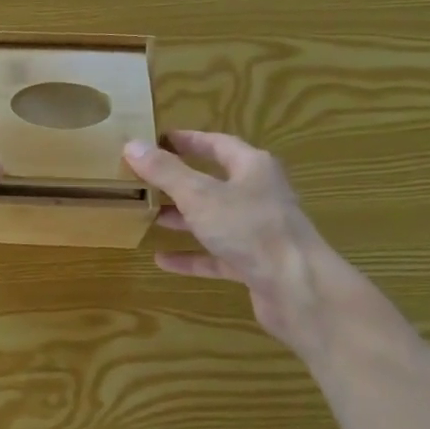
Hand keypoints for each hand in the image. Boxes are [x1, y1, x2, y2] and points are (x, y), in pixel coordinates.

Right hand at [124, 131, 349, 359]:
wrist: (296, 288)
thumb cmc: (250, 229)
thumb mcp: (200, 196)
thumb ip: (166, 172)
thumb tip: (132, 144)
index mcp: (252, 168)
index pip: (218, 144)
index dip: (188, 141)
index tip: (159, 140)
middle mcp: (258, 194)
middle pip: (215, 182)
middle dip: (181, 181)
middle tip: (146, 180)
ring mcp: (258, 231)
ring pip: (214, 219)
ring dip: (184, 218)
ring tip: (150, 217)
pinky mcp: (254, 263)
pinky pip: (216, 255)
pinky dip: (192, 256)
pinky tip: (163, 260)